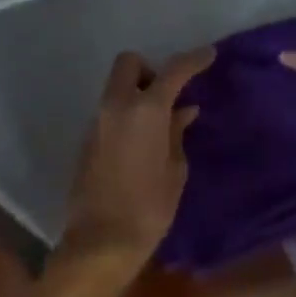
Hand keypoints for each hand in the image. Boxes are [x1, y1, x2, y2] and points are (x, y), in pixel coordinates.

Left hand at [63, 47, 214, 269]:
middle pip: (128, 63)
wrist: (101, 241)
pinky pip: (109, 111)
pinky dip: (126, 114)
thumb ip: (177, 133)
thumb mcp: (175, 170)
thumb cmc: (149, 207)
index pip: (172, 71)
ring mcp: (97, 121)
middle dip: (149, 69)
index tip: (208, 54)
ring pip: (116, 88)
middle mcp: (116, 106)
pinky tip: (141, 141)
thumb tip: (182, 111)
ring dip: (136, 93)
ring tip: (159, 124)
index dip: (193, 60)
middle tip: (168, 95)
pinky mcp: (87, 139)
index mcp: (145, 110)